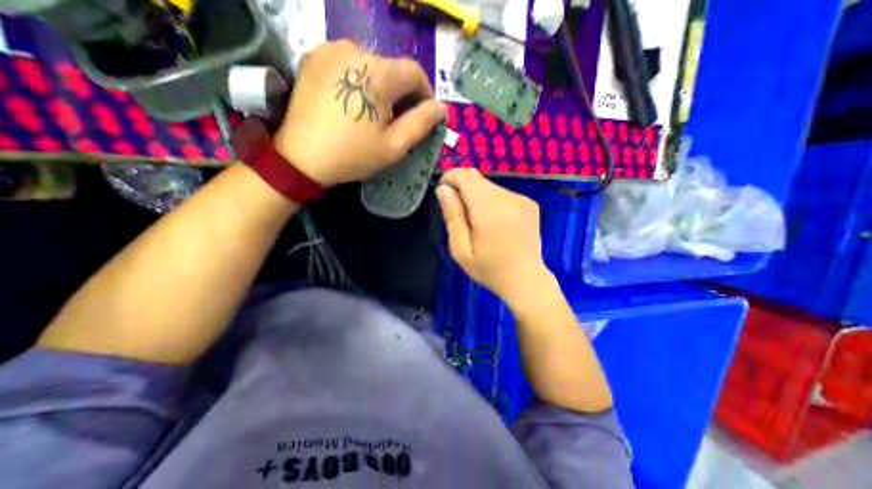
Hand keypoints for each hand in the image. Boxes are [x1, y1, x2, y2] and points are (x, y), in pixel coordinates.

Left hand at [275, 38, 445, 185]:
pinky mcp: (314, 57)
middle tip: (398, 121)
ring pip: (371, 66)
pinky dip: (360, 82)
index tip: (424, 115)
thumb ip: (422, 123)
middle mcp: (354, 49)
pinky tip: (353, 104)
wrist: (301, 158)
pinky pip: (350, 65)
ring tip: (374, 115)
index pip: (415, 72)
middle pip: (392, 69)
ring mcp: (330, 49)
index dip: (425, 94)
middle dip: (402, 94)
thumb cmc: (353, 155)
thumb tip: (440, 107)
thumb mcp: (395, 146)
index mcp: (377, 72)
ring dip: (381, 88)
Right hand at [435, 169, 550, 305]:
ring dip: (477, 197)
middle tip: (460, 215)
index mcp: (489, 209)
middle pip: (478, 179)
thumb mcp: (461, 249)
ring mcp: (522, 199)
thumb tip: (443, 188)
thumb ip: (452, 215)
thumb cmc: (489, 269)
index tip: (444, 193)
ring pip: (489, 186)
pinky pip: (502, 194)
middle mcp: (508, 197)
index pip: (466, 176)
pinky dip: (492, 202)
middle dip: (463, 190)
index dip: (451, 178)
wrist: (526, 280)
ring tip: (478, 223)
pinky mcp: (530, 203)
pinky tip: (495, 223)